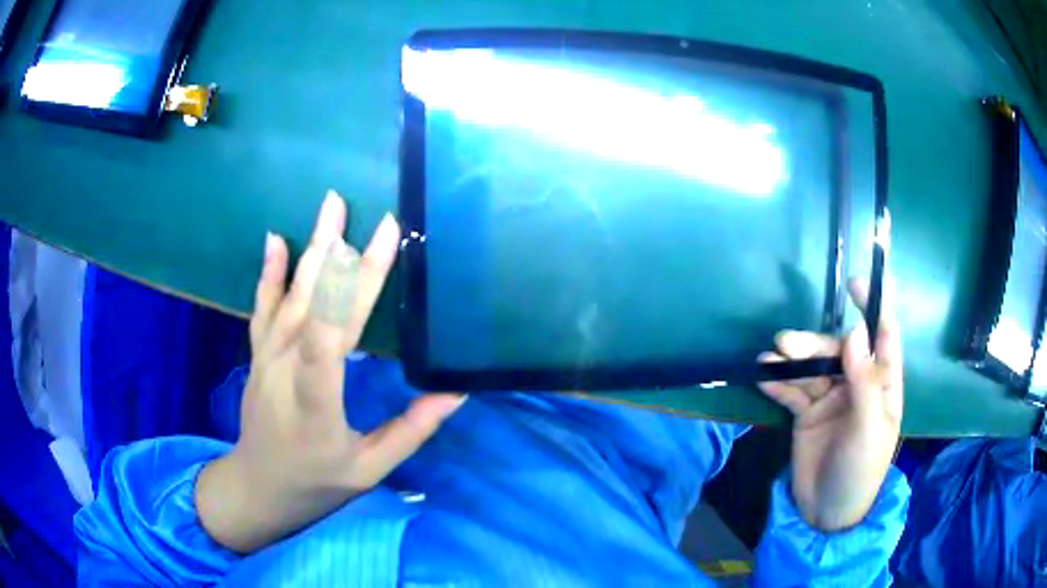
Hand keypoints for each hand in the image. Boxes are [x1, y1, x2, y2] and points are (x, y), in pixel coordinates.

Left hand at [195, 191, 463, 553]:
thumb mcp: (370, 470)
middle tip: (367, 214)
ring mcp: (267, 359)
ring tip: (330, 207)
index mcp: (316, 405)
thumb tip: (454, 391)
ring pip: (291, 297)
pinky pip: (263, 307)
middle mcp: (285, 372)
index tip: (382, 243)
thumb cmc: (317, 482)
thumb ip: (411, 431)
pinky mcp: (258, 355)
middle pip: (314, 306)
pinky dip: (270, 272)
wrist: (259, 486)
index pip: (330, 339)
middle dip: (343, 256)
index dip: (353, 287)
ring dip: (312, 249)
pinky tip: (276, 239)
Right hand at [759, 268, 901, 531]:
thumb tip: (855, 332)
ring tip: (768, 358)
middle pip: (837, 352)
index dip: (873, 308)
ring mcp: (831, 398)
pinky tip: (762, 376)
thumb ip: (864, 381)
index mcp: (883, 385)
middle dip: (813, 345)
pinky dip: (778, 382)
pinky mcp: (807, 414)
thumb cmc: (860, 469)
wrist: (827, 512)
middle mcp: (857, 385)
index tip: (855, 283)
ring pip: (812, 369)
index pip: (883, 338)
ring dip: (791, 362)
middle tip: (785, 343)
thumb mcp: (868, 428)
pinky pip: (792, 391)